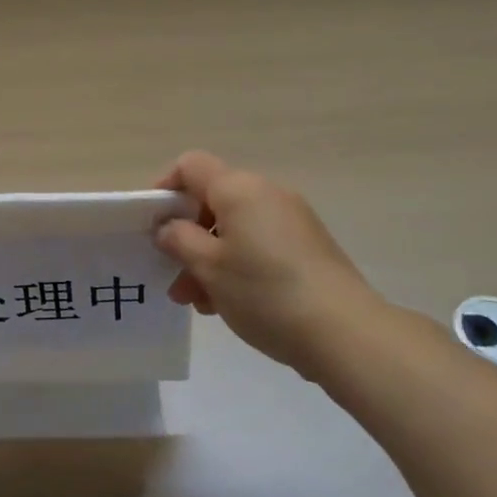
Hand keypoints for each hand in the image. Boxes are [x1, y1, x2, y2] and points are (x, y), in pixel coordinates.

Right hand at [155, 150, 379, 374]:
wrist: (343, 331)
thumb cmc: (263, 292)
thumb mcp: (208, 268)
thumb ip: (179, 240)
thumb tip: (168, 226)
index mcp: (238, 188)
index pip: (191, 166)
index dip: (165, 188)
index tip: (152, 225)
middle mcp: (266, 193)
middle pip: (213, 201)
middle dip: (187, 236)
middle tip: (174, 277)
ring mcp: (291, 219)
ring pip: (235, 229)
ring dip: (210, 258)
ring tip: (199, 303)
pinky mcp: (307, 246)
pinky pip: (260, 244)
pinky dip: (238, 265)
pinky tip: (230, 305)